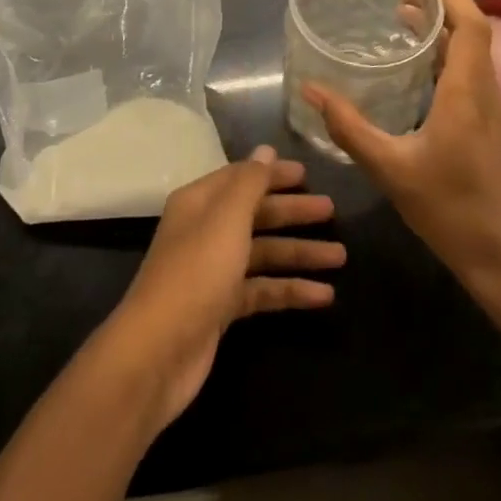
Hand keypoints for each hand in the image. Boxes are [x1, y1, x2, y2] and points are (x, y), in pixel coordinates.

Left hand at [104, 148, 341, 425]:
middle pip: (256, 214)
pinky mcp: (223, 308)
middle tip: (332, 210)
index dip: (273, 174)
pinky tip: (325, 296)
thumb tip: (266, 149)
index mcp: (200, 202)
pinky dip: (291, 290)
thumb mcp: (227, 218)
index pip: (242, 178)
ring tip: (340, 256)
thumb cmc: (196, 272)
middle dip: (293, 212)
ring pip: (263, 253)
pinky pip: (263, 290)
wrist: (159, 351)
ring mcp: (214, 271)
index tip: (308, 173)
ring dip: (299, 253)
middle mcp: (206, 231)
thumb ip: (250, 182)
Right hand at [303, 0, 500, 286]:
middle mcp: (487, 94)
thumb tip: (312, 91)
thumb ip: (349, 128)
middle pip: (473, 33)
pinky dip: (449, 58)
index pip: (470, 25)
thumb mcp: (390, 169)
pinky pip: (473, 76)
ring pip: (475, 55)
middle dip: (441, 5)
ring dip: (445, 31)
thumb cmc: (452, 211)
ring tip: (406, 21)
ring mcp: (496, 113)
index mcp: (467, 94)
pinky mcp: (495, 131)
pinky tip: (422, 72)